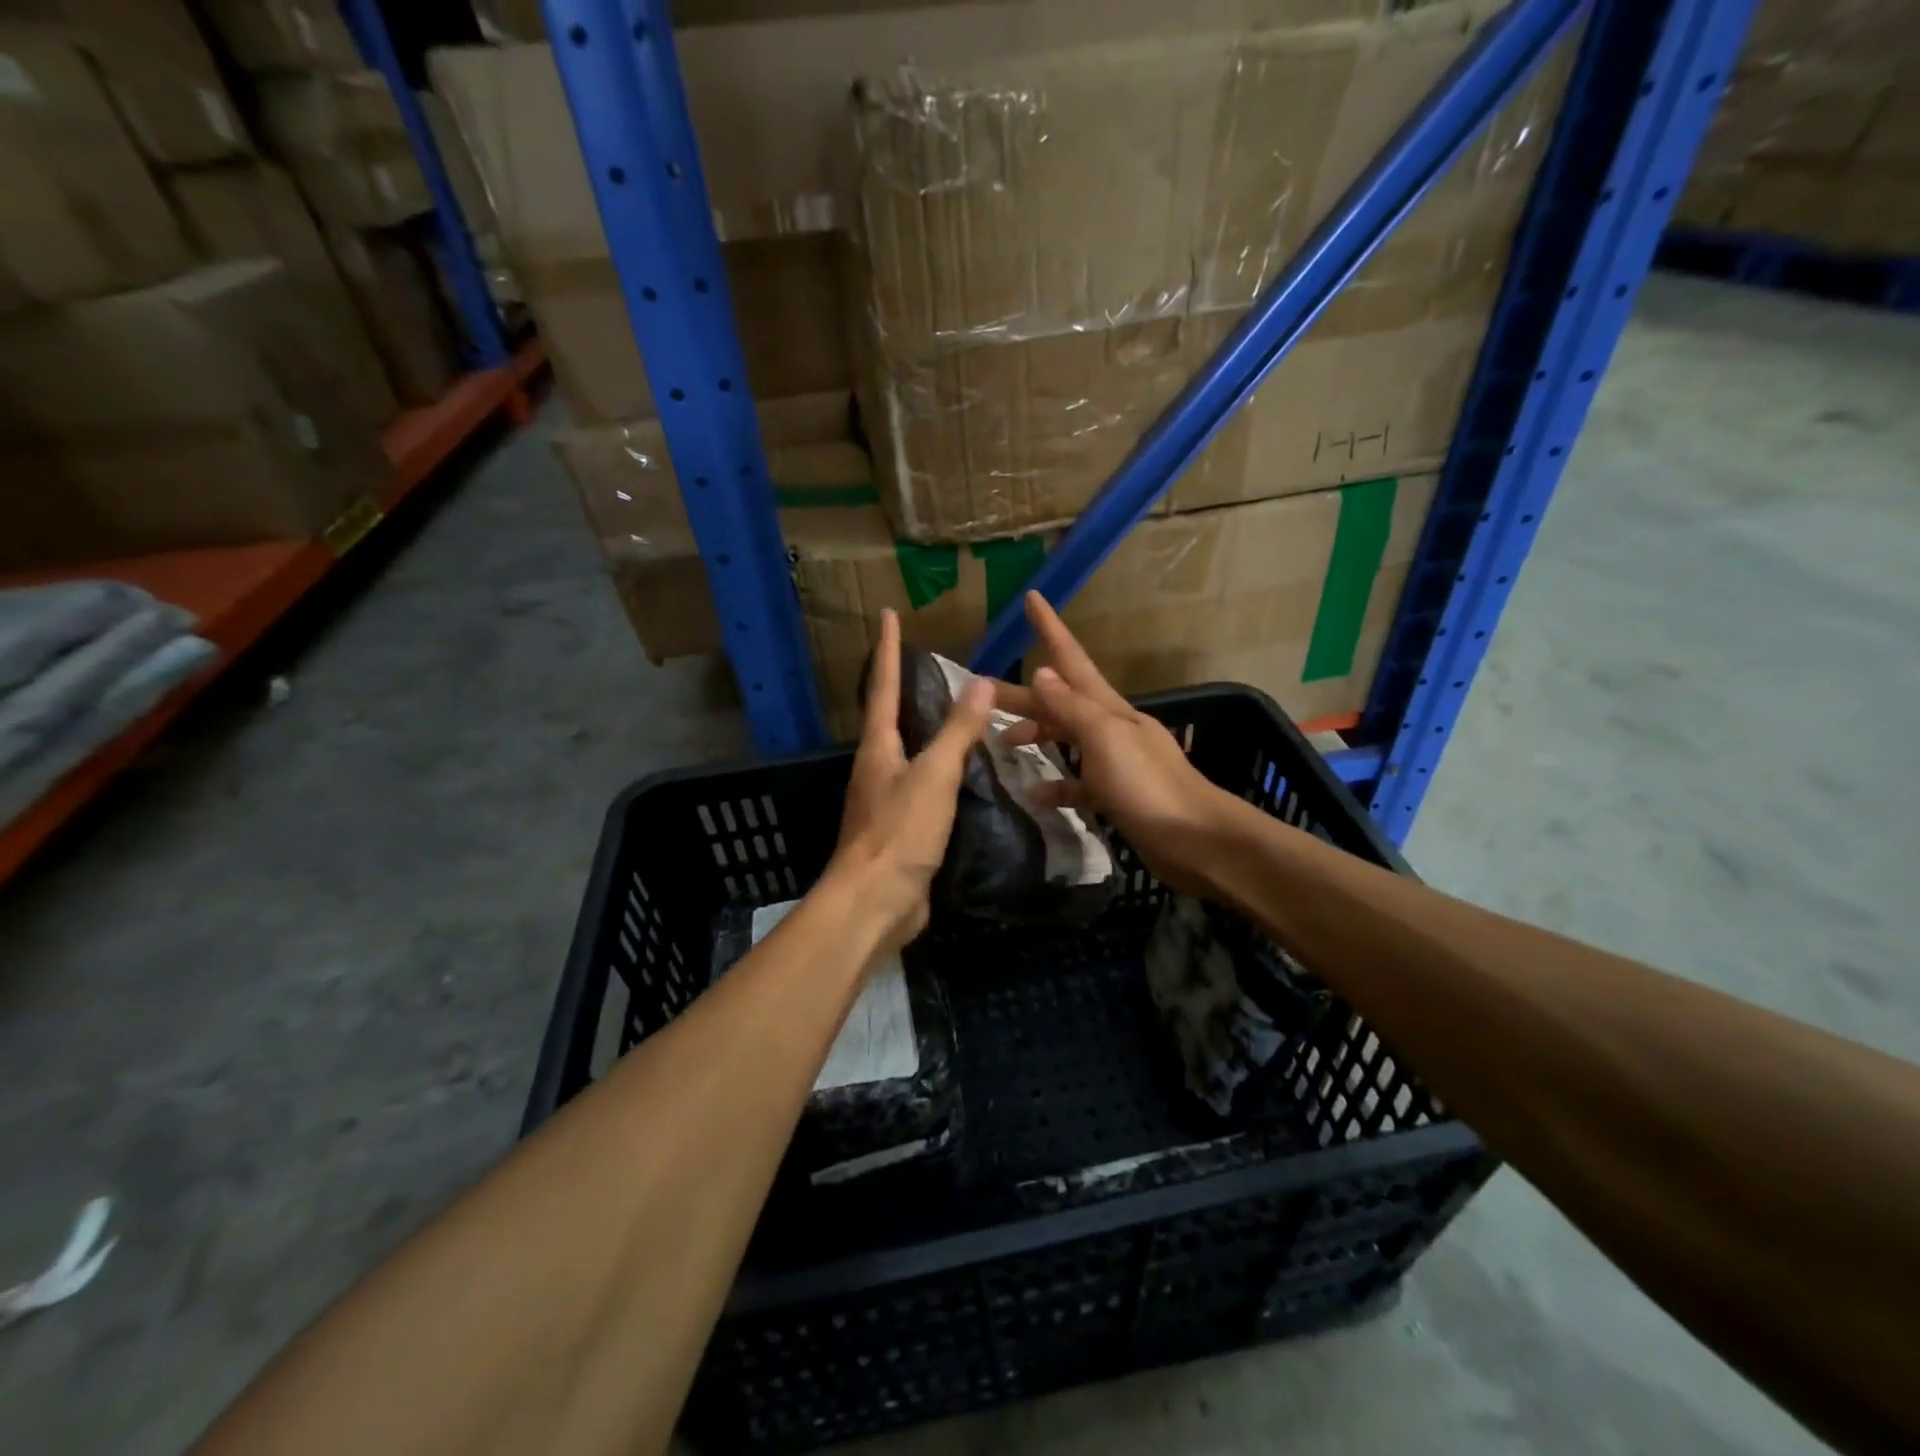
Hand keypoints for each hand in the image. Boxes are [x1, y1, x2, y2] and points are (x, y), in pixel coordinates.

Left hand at [828, 608, 994, 952]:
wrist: (875, 903)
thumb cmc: (900, 832)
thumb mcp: (935, 776)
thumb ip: (958, 731)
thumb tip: (980, 680)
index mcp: (878, 748)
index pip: (882, 686)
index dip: (887, 650)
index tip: (888, 615)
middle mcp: (876, 769)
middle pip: (889, 718)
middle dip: (902, 688)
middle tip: (928, 663)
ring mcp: (886, 801)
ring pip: (907, 754)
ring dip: (925, 732)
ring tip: (956, 715)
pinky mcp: (901, 831)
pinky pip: (923, 789)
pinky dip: (942, 773)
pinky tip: (965, 777)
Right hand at [997, 592, 1239, 897]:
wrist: (1196, 840)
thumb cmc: (1147, 785)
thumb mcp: (1105, 739)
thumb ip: (1071, 708)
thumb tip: (1041, 673)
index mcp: (1107, 708)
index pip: (1072, 659)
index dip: (1051, 628)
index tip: (1032, 597)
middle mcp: (1109, 727)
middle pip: (1058, 702)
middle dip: (1023, 695)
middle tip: (981, 693)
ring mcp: (1114, 762)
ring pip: (1065, 738)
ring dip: (1037, 735)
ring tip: (1003, 743)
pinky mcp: (1116, 795)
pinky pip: (1077, 783)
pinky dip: (1056, 784)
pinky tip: (1035, 794)